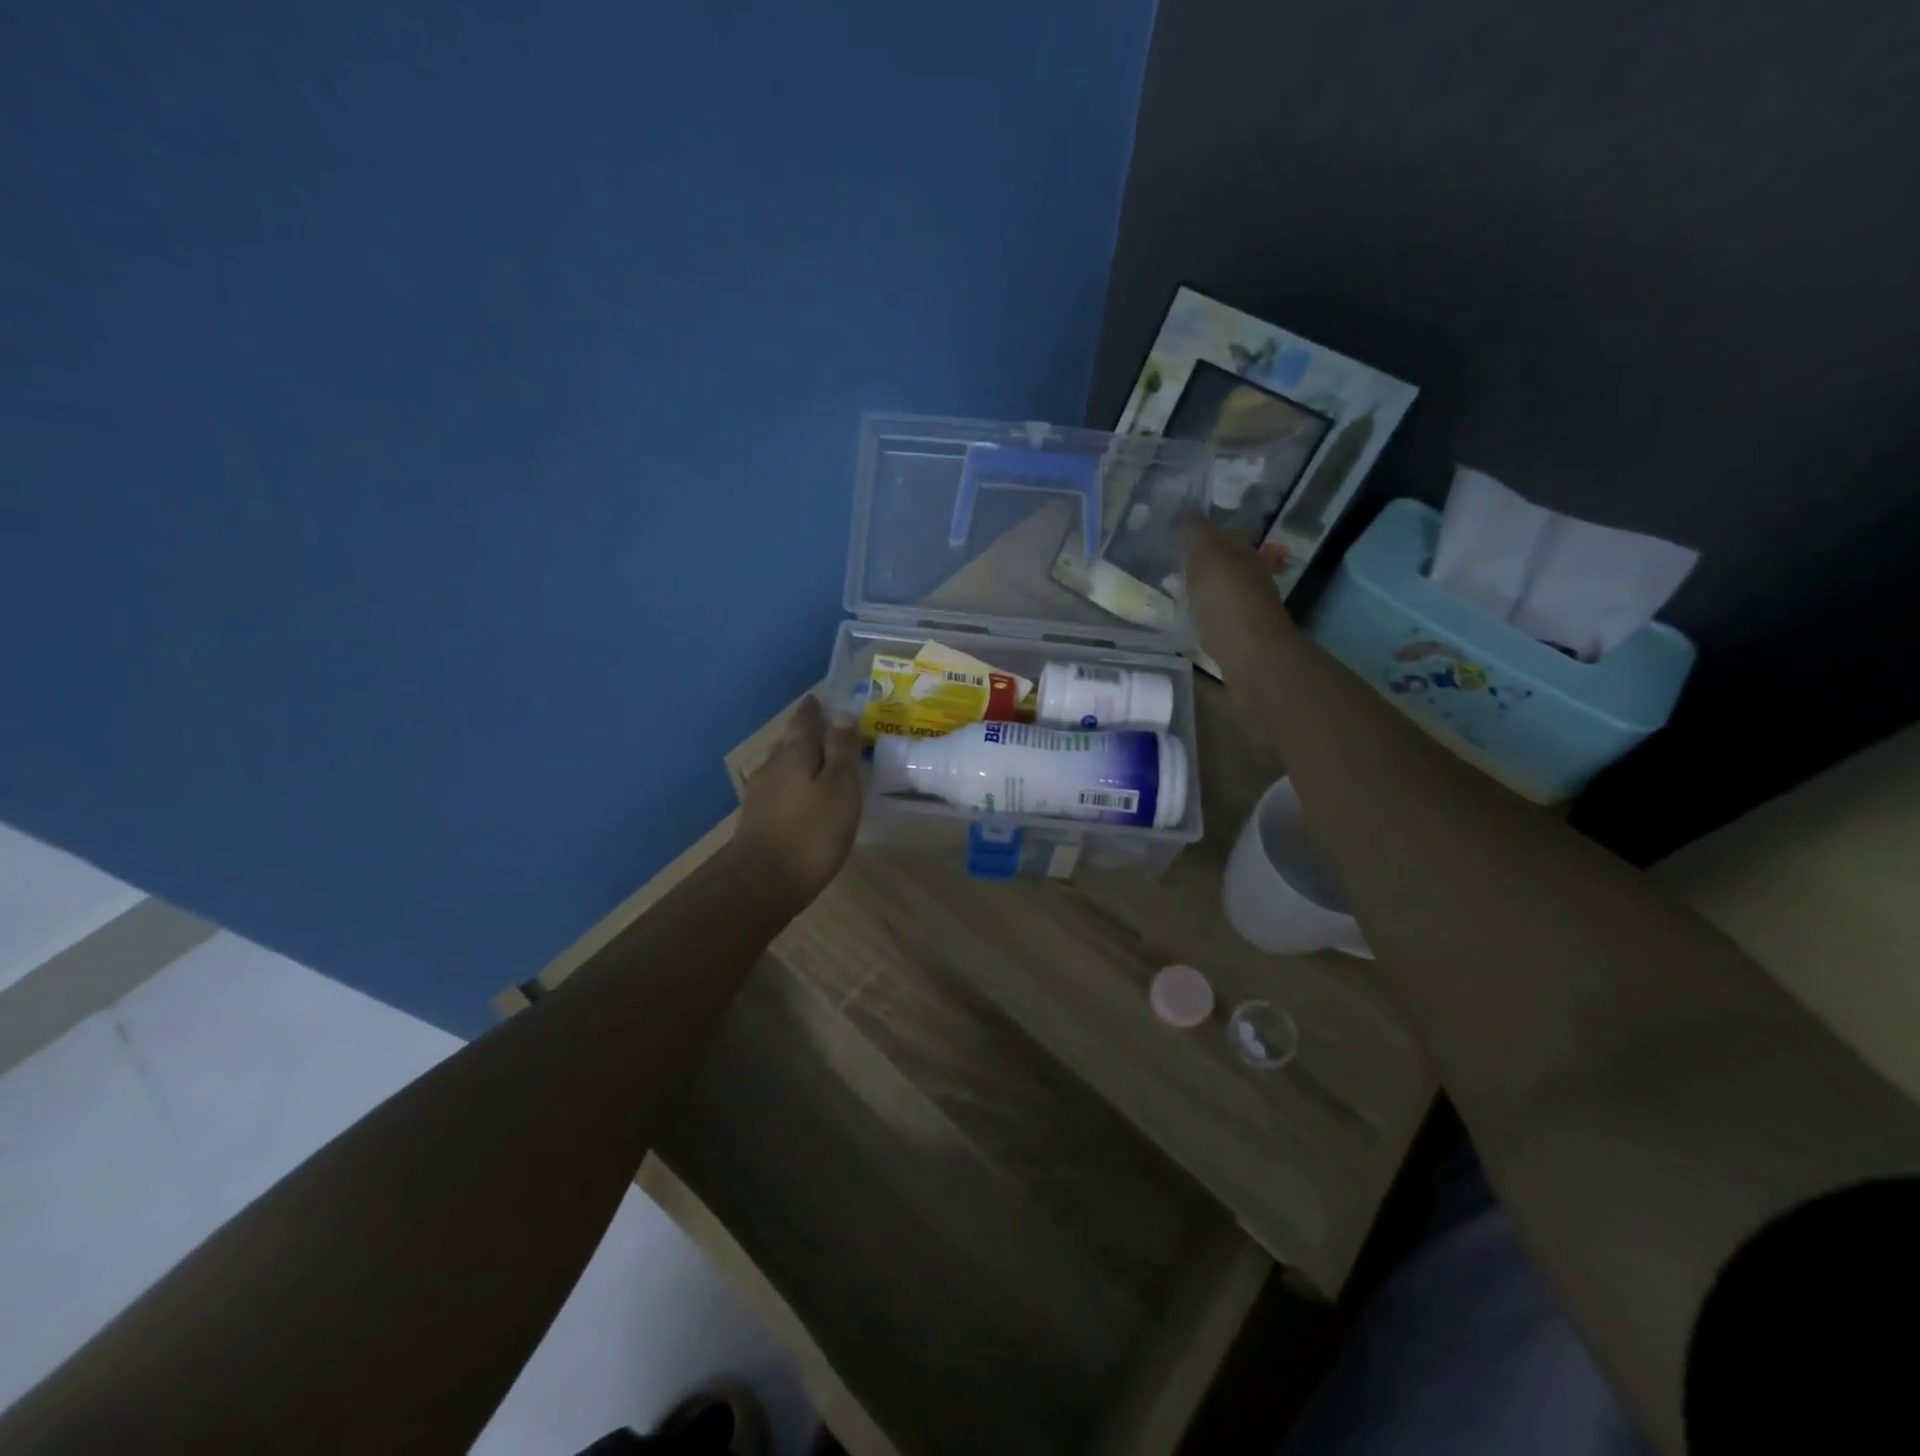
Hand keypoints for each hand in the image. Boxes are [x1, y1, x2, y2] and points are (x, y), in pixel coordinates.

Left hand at [732, 695, 862, 911]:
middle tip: (828, 727)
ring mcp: (760, 792)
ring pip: (783, 763)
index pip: (805, 719)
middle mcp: (772, 765)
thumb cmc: (812, 833)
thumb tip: (841, 714)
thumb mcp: (840, 788)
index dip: (815, 708)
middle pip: (790, 739)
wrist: (762, 884)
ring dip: (800, 757)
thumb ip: (841, 749)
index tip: (824, 699)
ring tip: (820, 759)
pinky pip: (779, 786)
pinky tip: (803, 794)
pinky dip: (794, 782)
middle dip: (807, 731)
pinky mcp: (757, 817)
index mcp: (794, 753)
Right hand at [1178, 513, 1296, 672]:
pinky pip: (1216, 617)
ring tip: (1172, 592)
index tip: (1174, 537)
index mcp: (1244, 553)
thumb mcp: (1207, 556)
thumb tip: (1185, 511)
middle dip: (1199, 561)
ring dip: (1200, 589)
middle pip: (1223, 563)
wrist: (1252, 658)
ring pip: (1220, 590)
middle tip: (1167, 564)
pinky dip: (1202, 614)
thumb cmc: (1228, 602)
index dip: (1201, 532)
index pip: (1224, 533)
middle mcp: (1250, 577)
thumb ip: (1195, 532)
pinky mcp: (1238, 636)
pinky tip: (1186, 620)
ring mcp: (1246, 608)